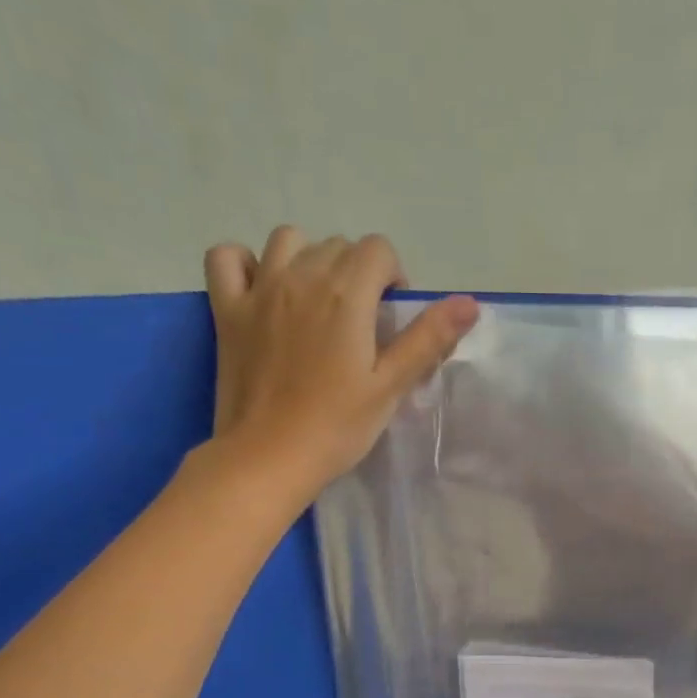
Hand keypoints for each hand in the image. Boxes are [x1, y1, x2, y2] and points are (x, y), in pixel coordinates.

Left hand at [202, 227, 478, 497]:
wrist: (269, 457)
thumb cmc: (337, 427)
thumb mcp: (391, 387)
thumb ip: (428, 339)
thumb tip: (470, 302)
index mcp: (346, 295)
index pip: (378, 250)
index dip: (393, 277)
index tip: (391, 318)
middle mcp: (302, 277)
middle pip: (337, 245)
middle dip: (357, 272)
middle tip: (361, 323)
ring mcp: (258, 289)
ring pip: (288, 240)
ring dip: (309, 258)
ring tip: (317, 300)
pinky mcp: (227, 309)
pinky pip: (227, 256)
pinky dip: (246, 262)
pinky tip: (261, 288)